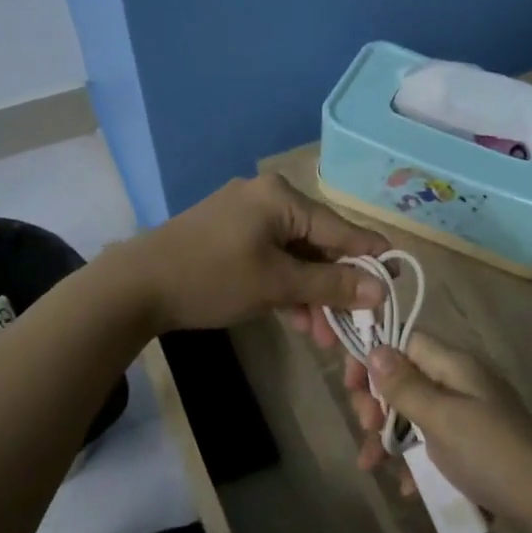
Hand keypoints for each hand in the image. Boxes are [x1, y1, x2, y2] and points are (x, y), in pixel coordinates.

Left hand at [123, 174, 389, 334]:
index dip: (370, 257)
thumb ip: (331, 284)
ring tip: (322, 334)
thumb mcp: (277, 284)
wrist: (135, 286)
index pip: (340, 228)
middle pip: (318, 243)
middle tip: (351, 325)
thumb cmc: (212, 278)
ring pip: (294, 256)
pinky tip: (296, 319)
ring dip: (310, 294)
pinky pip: (271, 259)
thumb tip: (381, 288)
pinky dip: (284, 287)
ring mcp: (245, 216)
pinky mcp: (229, 237)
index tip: (396, 281)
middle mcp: (267, 198)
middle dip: (334, 287)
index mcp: (281, 197)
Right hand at [344, 331, 531, 525]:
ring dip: (388, 437)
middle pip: (406, 378)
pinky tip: (407, 487)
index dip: (373, 356)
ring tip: (371, 466)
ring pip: (415, 414)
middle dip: (377, 402)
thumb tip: (375, 348)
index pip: (405, 341)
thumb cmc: (491, 453)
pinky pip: (433, 443)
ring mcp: (469, 415)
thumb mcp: (441, 418)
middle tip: (365, 427)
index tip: (350, 385)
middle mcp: (461, 383)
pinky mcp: (473, 445)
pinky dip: (415, 460)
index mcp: (455, 365)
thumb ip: (405, 385)